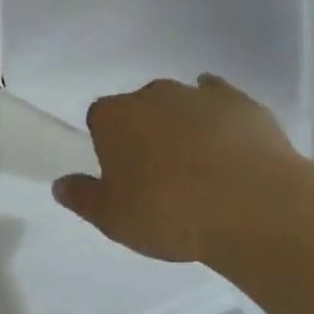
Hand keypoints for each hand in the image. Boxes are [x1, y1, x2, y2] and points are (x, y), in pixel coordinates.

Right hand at [53, 74, 311, 263]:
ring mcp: (198, 94)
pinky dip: (219, 117)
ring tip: (201, 170)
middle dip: (146, 133)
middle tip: (161, 177)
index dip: (108, 146)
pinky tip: (229, 141)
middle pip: (140, 108)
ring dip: (183, 126)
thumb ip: (82, 198)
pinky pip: (221, 100)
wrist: (253, 206)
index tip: (123, 176)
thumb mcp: (114, 219)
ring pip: (180, 104)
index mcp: (113, 117)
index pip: (99, 120)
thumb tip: (60, 185)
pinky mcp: (240, 102)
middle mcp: (151, 95)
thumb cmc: (170, 213)